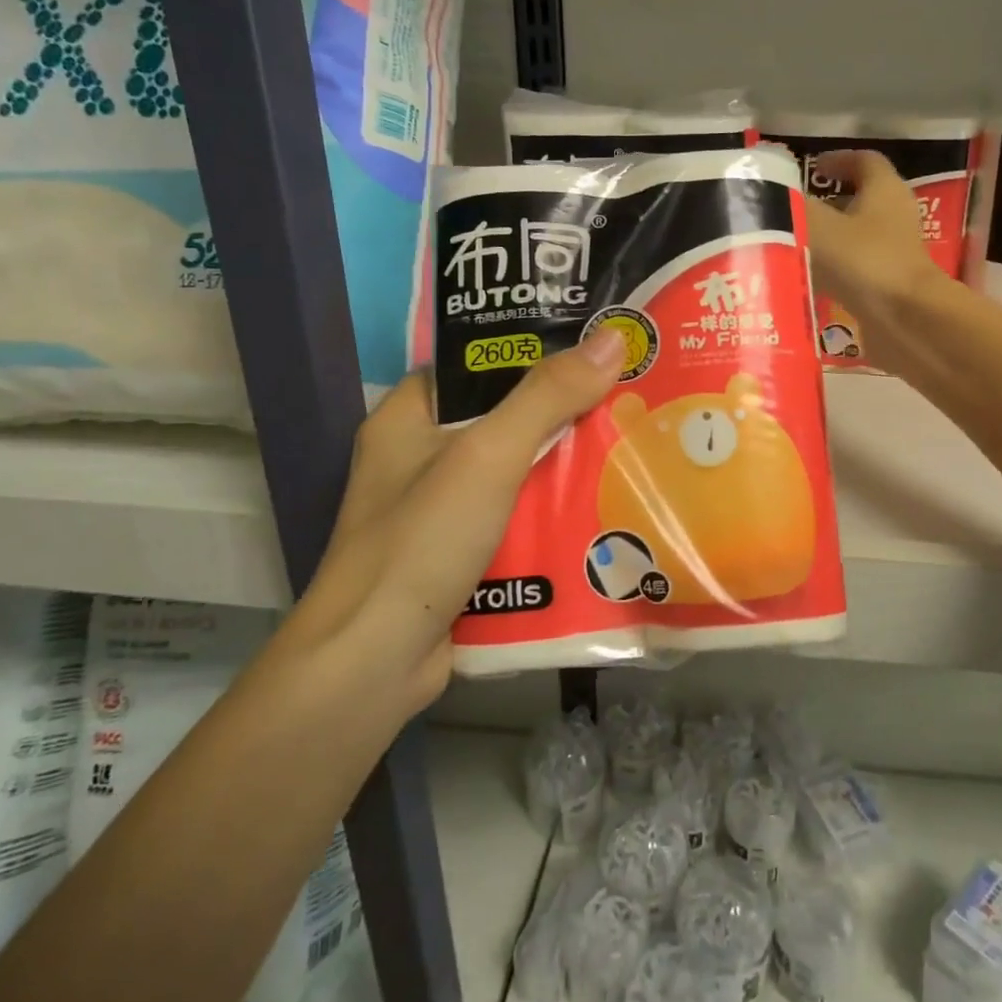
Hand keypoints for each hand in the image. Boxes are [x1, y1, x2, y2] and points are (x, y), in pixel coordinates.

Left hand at [295, 329, 626, 709]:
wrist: (375, 663)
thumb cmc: (422, 541)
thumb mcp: (487, 456)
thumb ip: (547, 397)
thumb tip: (612, 338)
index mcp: (406, 419)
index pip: (470, 365)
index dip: (525, 351)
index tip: (586, 347)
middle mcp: (417, 460)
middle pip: (499, 420)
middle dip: (558, 413)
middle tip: (622, 396)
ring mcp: (437, 513)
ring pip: (512, 473)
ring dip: (560, 467)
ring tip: (626, 444)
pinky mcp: (457, 557)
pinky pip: (514, 519)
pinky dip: (549, 514)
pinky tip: (599, 507)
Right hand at [804, 149, 944, 321]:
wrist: (904, 319)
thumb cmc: (863, 260)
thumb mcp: (817, 226)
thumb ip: (791, 207)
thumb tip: (766, 194)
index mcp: (884, 190)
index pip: (864, 161)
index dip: (837, 160)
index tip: (812, 168)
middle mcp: (895, 216)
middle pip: (860, 200)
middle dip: (827, 202)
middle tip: (794, 209)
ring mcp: (894, 252)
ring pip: (856, 236)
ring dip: (828, 238)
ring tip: (792, 244)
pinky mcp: (887, 284)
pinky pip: (855, 267)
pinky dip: (832, 268)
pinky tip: (806, 278)